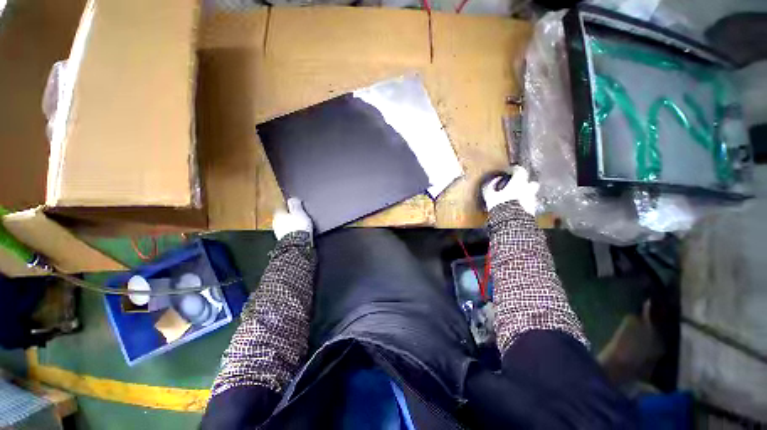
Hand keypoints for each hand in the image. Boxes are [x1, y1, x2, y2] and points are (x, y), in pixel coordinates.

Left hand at [273, 198, 312, 239]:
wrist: (297, 244)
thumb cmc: (298, 226)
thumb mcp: (299, 212)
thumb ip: (295, 204)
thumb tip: (292, 199)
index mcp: (278, 213)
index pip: (282, 205)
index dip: (289, 205)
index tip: (296, 205)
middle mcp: (276, 222)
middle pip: (282, 215)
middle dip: (289, 215)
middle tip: (299, 214)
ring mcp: (278, 231)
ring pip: (284, 224)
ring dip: (290, 223)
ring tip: (300, 223)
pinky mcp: (283, 239)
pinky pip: (288, 231)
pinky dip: (292, 230)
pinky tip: (298, 231)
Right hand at [482, 166, 539, 214]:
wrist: (512, 222)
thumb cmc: (501, 205)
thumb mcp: (490, 195)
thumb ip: (490, 187)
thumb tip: (492, 181)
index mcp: (519, 183)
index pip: (521, 171)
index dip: (515, 170)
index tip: (510, 171)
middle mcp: (529, 189)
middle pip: (531, 183)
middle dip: (526, 183)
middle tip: (517, 185)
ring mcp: (532, 200)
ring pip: (531, 194)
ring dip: (526, 195)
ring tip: (516, 199)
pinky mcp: (533, 211)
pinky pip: (530, 205)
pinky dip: (525, 205)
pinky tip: (517, 208)